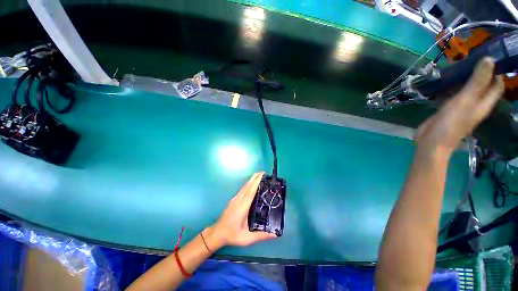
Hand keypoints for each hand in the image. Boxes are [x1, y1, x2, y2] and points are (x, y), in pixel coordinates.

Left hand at [203, 172, 276, 250]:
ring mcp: (235, 199)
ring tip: (258, 175)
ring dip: (251, 180)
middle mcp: (238, 200)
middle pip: (247, 186)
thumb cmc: (232, 235)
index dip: (256, 182)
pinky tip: (251, 183)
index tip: (262, 175)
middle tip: (263, 172)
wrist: (217, 233)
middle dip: (255, 178)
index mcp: (242, 207)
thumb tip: (275, 235)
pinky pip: (242, 189)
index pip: (250, 192)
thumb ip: (261, 236)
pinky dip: (248, 184)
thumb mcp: (246, 238)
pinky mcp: (234, 200)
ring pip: (244, 186)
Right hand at [415, 57, 503, 156]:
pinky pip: (450, 93)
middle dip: (476, 71)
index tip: (487, 56)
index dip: (495, 71)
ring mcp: (460, 106)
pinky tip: (441, 80)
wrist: (431, 141)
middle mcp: (475, 103)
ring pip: (464, 88)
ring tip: (453, 65)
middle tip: (466, 57)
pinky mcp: (446, 108)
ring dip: (460, 78)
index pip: (496, 84)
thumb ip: (477, 81)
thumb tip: (489, 59)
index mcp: (484, 102)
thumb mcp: (466, 101)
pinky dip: (448, 86)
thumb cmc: (451, 123)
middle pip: (480, 84)